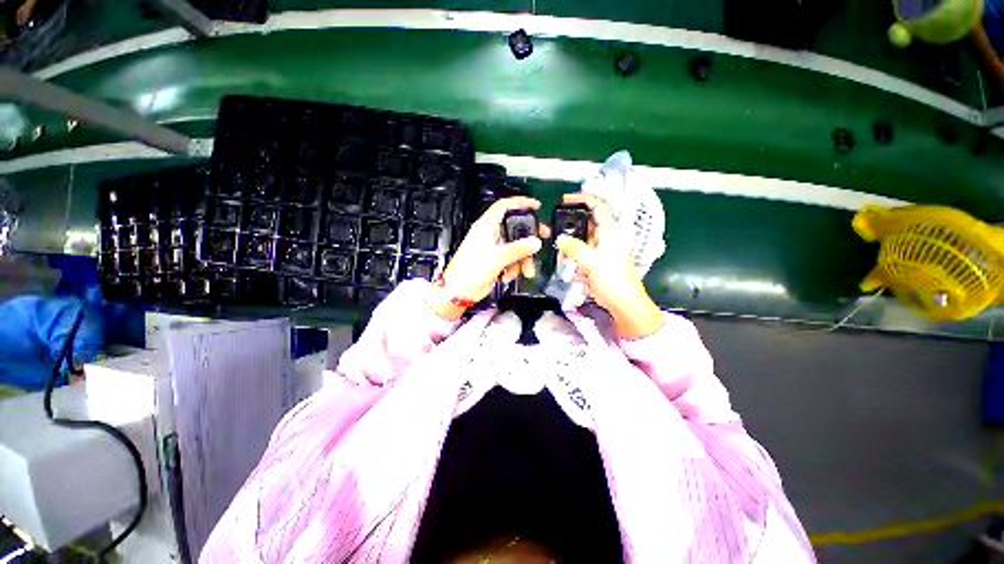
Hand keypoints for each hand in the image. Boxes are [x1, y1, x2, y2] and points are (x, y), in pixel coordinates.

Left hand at [428, 197, 550, 320]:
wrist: (459, 292)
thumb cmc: (469, 271)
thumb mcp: (497, 258)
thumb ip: (518, 249)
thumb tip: (535, 242)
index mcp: (486, 226)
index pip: (504, 206)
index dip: (521, 203)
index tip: (536, 206)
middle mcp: (490, 234)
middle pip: (514, 228)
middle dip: (528, 237)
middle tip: (541, 240)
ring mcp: (493, 248)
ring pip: (515, 246)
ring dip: (523, 259)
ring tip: (525, 270)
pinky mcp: (495, 261)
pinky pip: (511, 259)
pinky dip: (514, 267)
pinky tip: (509, 275)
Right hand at [554, 193, 663, 339]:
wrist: (624, 304)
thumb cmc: (612, 279)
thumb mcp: (592, 261)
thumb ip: (575, 248)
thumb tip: (560, 238)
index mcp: (610, 231)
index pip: (598, 207)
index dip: (583, 199)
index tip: (564, 200)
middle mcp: (607, 238)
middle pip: (587, 223)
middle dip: (571, 223)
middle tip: (554, 225)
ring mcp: (602, 250)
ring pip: (582, 239)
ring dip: (570, 242)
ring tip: (556, 244)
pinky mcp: (597, 262)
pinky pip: (582, 254)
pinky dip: (573, 256)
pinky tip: (565, 263)